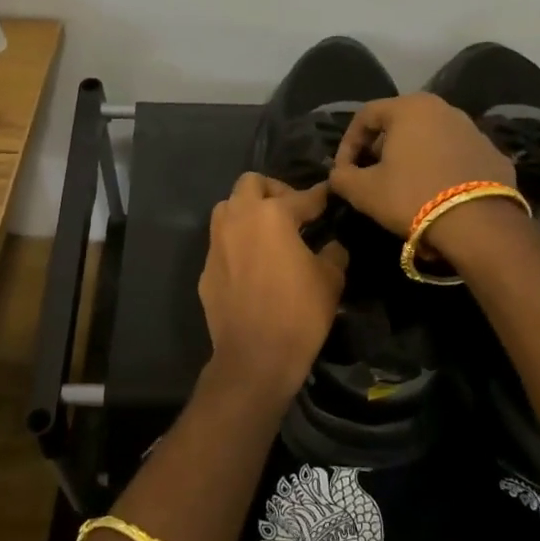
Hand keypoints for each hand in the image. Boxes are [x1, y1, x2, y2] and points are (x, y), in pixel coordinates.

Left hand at [198, 173, 347, 406]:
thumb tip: (331, 245)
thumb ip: (333, 253)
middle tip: (291, 211)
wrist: (255, 357)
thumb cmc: (299, 313)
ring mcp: (217, 242)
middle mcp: (239, 218)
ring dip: (247, 210)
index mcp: (272, 215)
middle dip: (273, 191)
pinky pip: (221, 242)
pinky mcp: (206, 267)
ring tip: (268, 231)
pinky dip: (237, 242)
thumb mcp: (330, 280)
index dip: (319, 196)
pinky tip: (252, 263)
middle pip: (251, 184)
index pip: (302, 197)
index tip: (328, 195)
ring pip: (228, 207)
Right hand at [328, 92, 517, 237]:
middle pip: (399, 124)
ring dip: (411, 158)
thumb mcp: (364, 191)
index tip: (344, 172)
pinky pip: (455, 156)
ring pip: (430, 138)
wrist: (479, 224)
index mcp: (409, 108)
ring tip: (403, 187)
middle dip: (380, 149)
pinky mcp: (493, 153)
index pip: (366, 116)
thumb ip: (342, 177)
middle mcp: (443, 108)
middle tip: (371, 177)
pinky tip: (436, 194)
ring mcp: (473, 129)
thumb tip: (339, 174)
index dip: (348, 144)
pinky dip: (440, 169)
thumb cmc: (412, 196)